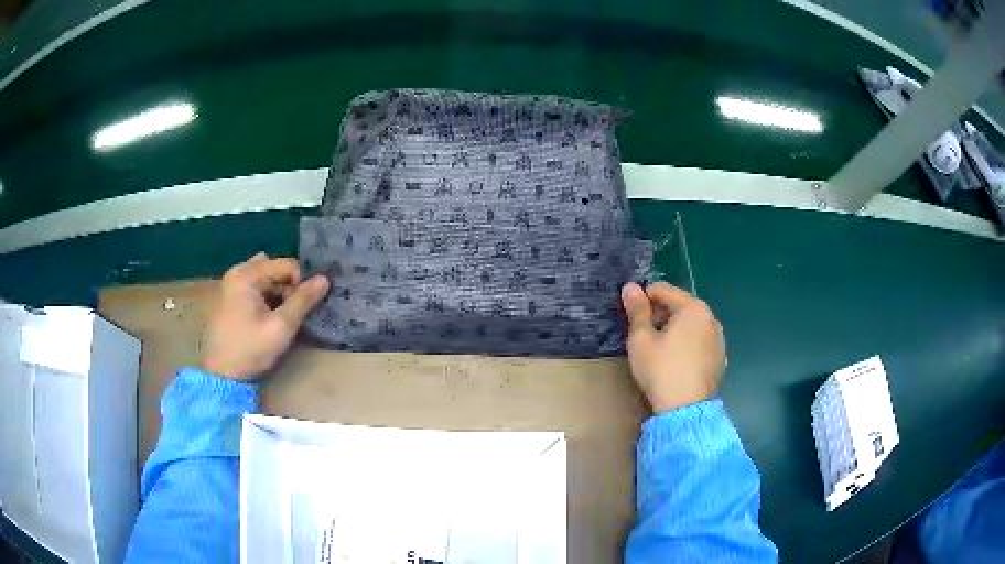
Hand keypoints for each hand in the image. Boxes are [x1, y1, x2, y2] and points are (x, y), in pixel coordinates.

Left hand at [202, 252, 330, 380]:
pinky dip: (265, 296)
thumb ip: (303, 301)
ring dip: (277, 292)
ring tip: (278, 315)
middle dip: (288, 287)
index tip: (299, 309)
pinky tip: (265, 317)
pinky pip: (255, 286)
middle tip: (288, 313)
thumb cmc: (251, 350)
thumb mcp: (281, 328)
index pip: (287, 265)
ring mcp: (231, 283)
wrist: (223, 375)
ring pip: (265, 277)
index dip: (300, 284)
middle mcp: (237, 271)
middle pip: (275, 268)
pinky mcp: (229, 296)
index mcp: (247, 274)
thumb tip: (325, 279)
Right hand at [621, 282, 724, 412]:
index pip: (662, 290)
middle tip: (642, 335)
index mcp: (693, 308)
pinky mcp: (719, 358)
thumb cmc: (661, 370)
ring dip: (673, 329)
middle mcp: (711, 318)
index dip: (642, 299)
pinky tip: (675, 362)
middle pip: (679, 305)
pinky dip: (686, 344)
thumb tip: (630, 286)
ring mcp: (718, 339)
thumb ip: (637, 310)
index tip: (630, 316)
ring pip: (690, 324)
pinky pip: (699, 341)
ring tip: (657, 350)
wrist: (685, 410)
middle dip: (659, 314)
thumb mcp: (641, 340)